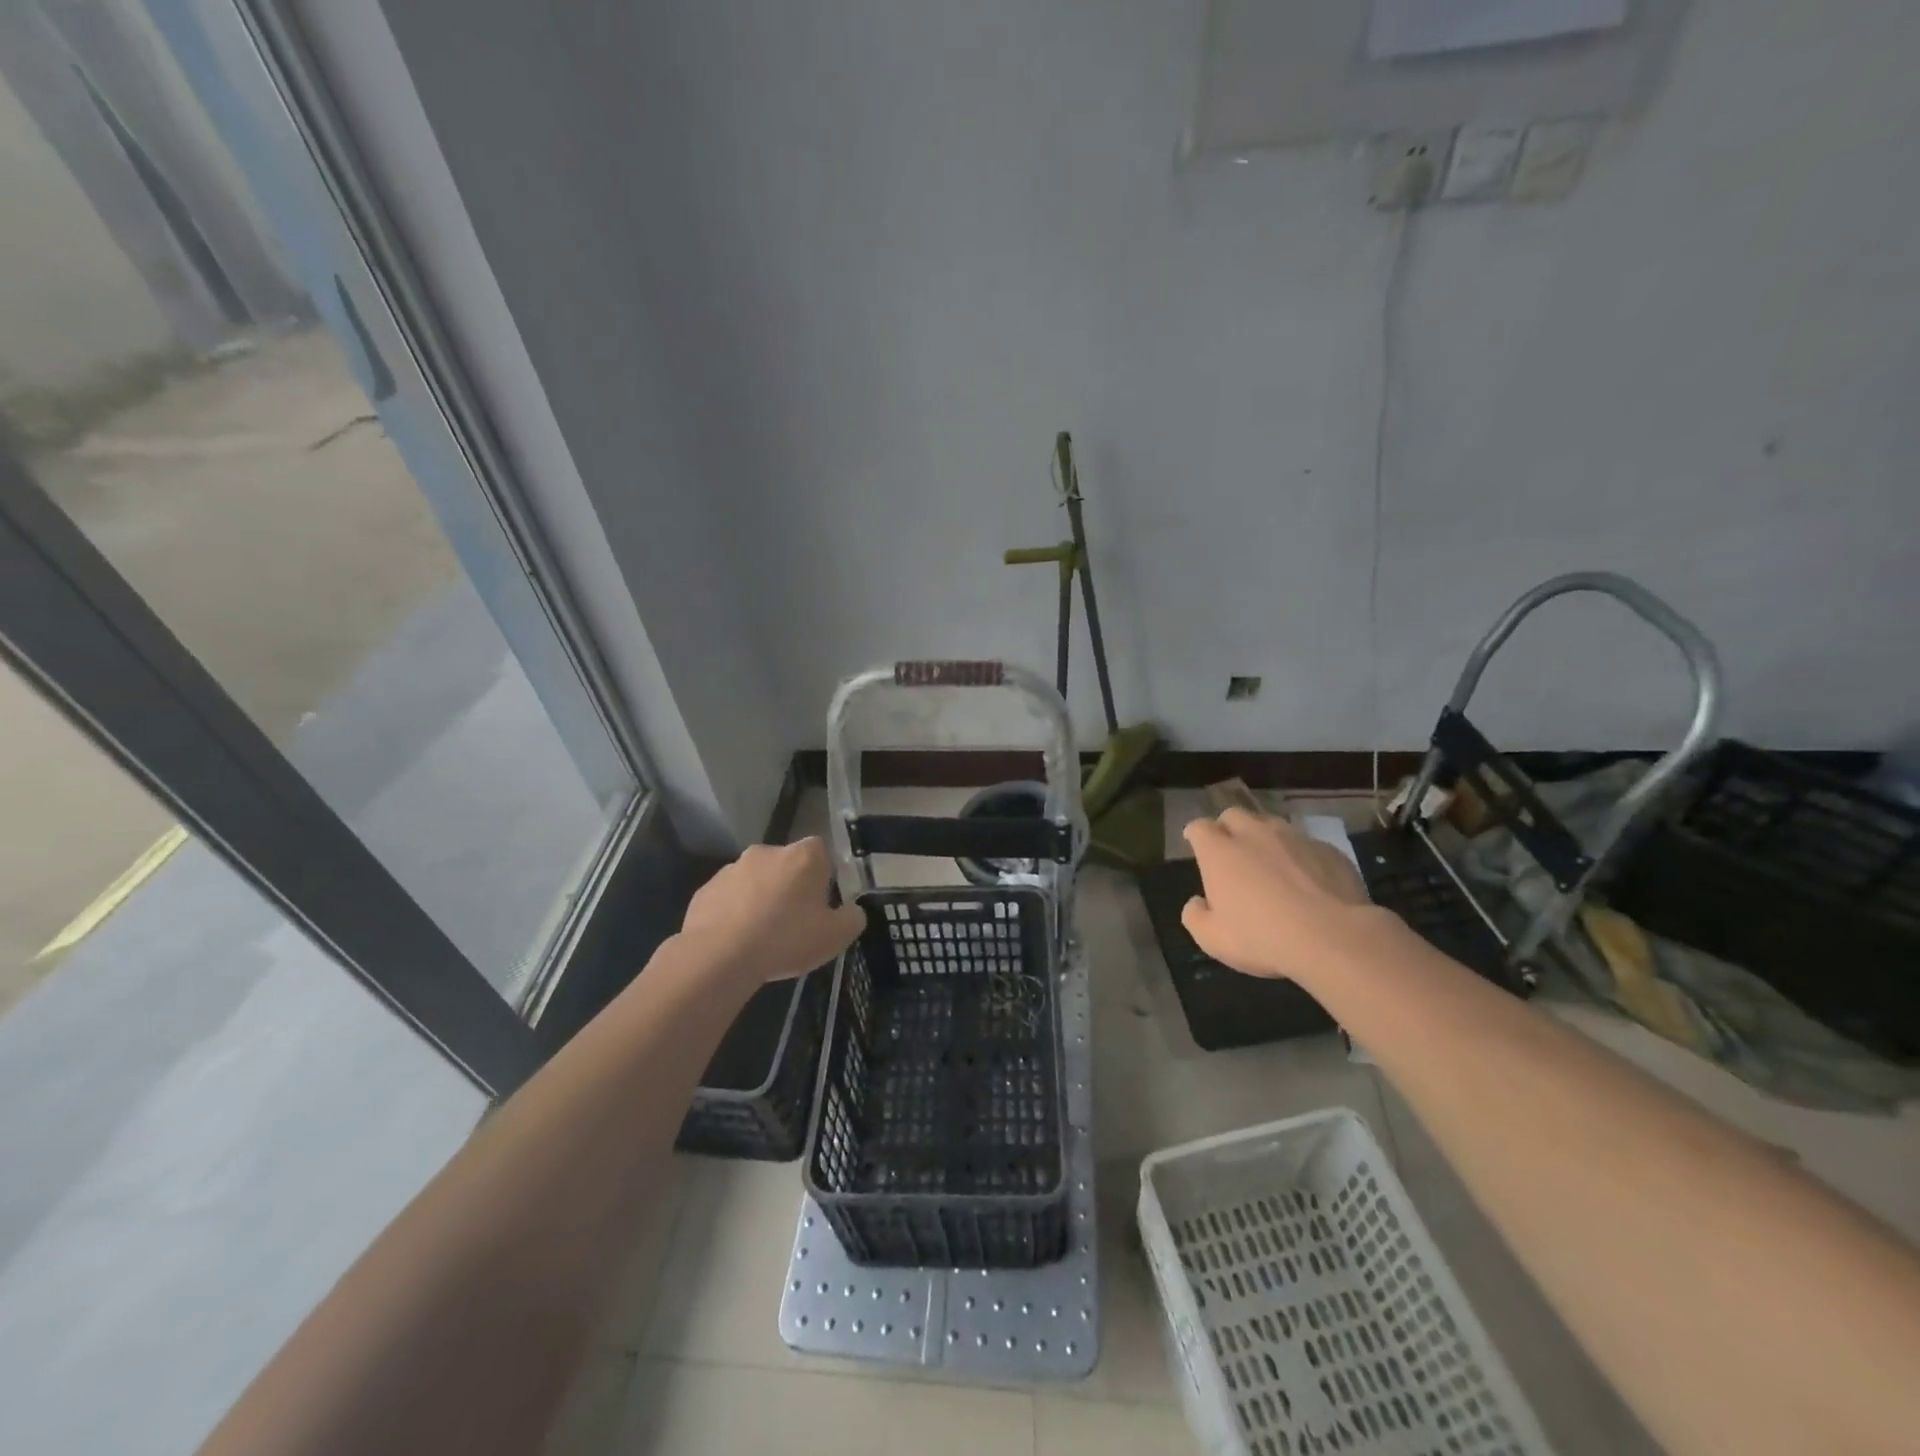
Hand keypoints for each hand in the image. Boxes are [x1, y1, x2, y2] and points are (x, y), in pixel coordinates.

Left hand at [678, 838, 865, 985]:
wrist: (720, 956)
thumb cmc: (787, 939)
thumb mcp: (836, 936)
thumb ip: (852, 918)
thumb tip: (853, 911)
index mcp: (803, 856)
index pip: (820, 851)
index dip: (823, 875)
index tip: (821, 903)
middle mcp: (767, 852)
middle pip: (786, 865)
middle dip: (790, 887)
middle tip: (794, 922)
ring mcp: (732, 869)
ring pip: (755, 881)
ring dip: (760, 899)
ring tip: (762, 937)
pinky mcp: (705, 890)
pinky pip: (728, 899)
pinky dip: (733, 914)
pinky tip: (736, 942)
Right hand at [1180, 809, 1381, 983]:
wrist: (1332, 938)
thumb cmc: (1262, 938)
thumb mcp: (1212, 939)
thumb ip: (1195, 916)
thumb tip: (1197, 902)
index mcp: (1220, 852)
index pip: (1199, 827)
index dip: (1195, 835)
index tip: (1195, 845)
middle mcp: (1254, 834)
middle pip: (1234, 815)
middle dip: (1228, 828)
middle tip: (1231, 851)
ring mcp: (1294, 838)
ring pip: (1271, 824)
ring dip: (1264, 838)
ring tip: (1270, 862)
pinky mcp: (1328, 850)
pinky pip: (1306, 844)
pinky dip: (1299, 855)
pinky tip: (1306, 879)